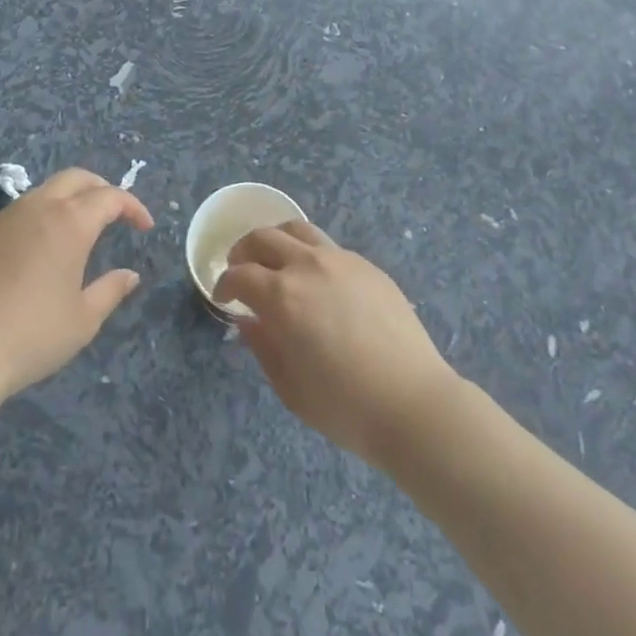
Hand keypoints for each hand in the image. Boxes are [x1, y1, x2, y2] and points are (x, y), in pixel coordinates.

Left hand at [0, 168, 152, 399]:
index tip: (144, 227)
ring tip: (76, 230)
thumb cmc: (34, 334)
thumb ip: (111, 290)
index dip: (132, 207)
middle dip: (100, 189)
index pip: (110, 197)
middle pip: (76, 178)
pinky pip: (17, 213)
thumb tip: (130, 275)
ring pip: (44, 191)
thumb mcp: (84, 319)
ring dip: (67, 201)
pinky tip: (36, 251)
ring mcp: (5, 217)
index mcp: (70, 222)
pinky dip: (38, 219)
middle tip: (114, 213)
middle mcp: (38, 207)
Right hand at [214, 221, 456, 466]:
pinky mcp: (367, 266)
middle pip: (264, 238)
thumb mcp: (289, 387)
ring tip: (274, 260)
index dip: (224, 285)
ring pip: (297, 229)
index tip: (223, 298)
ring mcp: (340, 260)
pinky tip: (316, 280)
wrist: (412, 403)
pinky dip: (309, 253)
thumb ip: (263, 346)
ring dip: (276, 239)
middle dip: (243, 251)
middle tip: (240, 270)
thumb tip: (249, 321)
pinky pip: (328, 246)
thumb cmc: (344, 406)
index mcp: (282, 296)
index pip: (240, 275)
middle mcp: (307, 266)